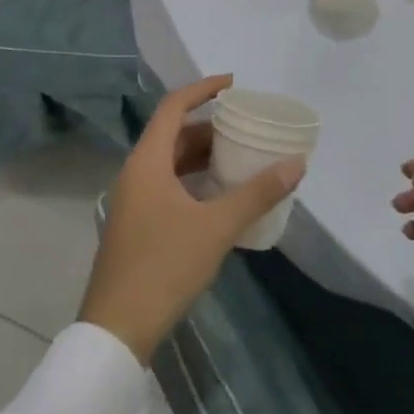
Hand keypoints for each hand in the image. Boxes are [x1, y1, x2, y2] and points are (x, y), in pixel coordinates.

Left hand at [80, 75, 304, 365]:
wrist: (117, 328)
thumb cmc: (164, 266)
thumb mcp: (217, 227)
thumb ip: (257, 193)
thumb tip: (296, 164)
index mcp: (147, 162)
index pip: (173, 107)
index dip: (203, 89)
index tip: (234, 84)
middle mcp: (135, 173)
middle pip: (173, 135)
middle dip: (209, 127)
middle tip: (246, 127)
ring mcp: (133, 201)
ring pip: (170, 163)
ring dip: (202, 156)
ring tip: (240, 157)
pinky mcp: (136, 225)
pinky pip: (168, 186)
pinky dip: (194, 180)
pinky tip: (220, 197)